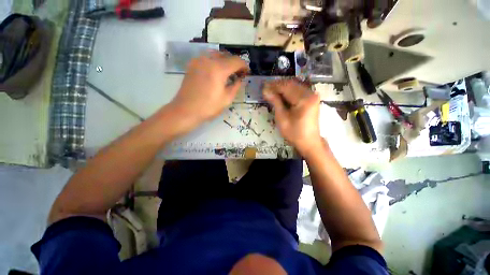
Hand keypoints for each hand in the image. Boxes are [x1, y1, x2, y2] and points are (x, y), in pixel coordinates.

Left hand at [170, 51, 248, 125]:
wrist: (186, 110)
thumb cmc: (208, 107)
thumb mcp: (227, 99)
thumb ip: (236, 86)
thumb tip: (240, 79)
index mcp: (219, 69)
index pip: (236, 61)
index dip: (244, 66)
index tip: (247, 72)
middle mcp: (208, 60)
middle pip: (226, 55)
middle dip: (235, 63)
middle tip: (238, 73)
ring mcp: (198, 61)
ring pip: (216, 54)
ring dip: (225, 61)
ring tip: (228, 72)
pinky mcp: (192, 65)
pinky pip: (207, 58)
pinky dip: (215, 62)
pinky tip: (216, 71)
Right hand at [263, 79, 323, 157]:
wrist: (309, 142)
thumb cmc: (294, 133)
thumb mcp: (282, 118)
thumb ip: (275, 102)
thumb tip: (265, 90)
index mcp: (304, 99)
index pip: (286, 87)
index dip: (274, 86)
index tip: (263, 86)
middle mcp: (310, 94)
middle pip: (291, 84)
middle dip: (278, 85)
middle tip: (266, 88)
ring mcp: (312, 95)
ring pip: (295, 86)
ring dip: (282, 87)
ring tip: (271, 91)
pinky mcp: (312, 99)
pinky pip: (298, 90)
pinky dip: (289, 91)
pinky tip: (281, 94)